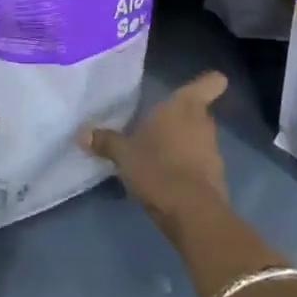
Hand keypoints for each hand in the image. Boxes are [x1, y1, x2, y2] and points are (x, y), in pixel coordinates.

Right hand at [80, 71, 228, 234]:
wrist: (192, 213)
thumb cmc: (157, 167)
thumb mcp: (124, 154)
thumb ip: (105, 141)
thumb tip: (81, 133)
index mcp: (184, 106)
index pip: (210, 83)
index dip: (207, 82)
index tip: (195, 87)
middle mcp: (203, 122)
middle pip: (198, 111)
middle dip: (181, 117)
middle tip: (155, 124)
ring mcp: (213, 150)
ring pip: (198, 138)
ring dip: (182, 143)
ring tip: (156, 154)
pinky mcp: (215, 177)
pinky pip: (199, 163)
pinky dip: (186, 167)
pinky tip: (165, 178)